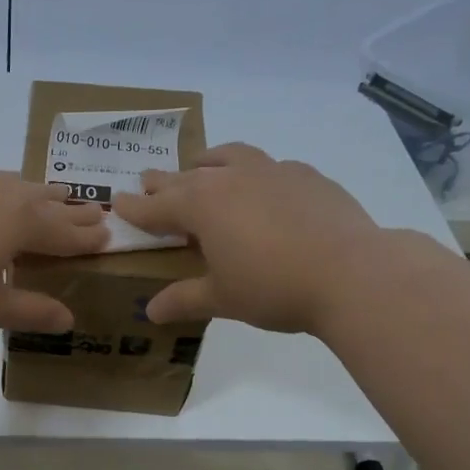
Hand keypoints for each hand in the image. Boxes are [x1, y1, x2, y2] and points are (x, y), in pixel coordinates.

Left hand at [0, 165, 108, 330]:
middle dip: (71, 209)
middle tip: (93, 210)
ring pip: (14, 183)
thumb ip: (30, 311)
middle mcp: (0, 192)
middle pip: (45, 201)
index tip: (108, 235)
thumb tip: (68, 319)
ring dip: (37, 193)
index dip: (87, 237)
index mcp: (20, 223)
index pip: (64, 232)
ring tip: (50, 195)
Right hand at [110, 143, 379, 331]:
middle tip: (148, 180)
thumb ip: (184, 300)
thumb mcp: (222, 298)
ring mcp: (271, 172)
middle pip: (186, 176)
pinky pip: (270, 167)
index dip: (135, 208)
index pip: (156, 206)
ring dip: (209, 161)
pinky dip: (255, 174)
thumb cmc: (273, 287)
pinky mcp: (307, 176)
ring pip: (229, 157)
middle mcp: (231, 179)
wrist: (352, 273)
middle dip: (163, 181)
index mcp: (201, 206)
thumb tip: (151, 312)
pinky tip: (264, 189)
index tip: (117, 203)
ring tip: (203, 165)